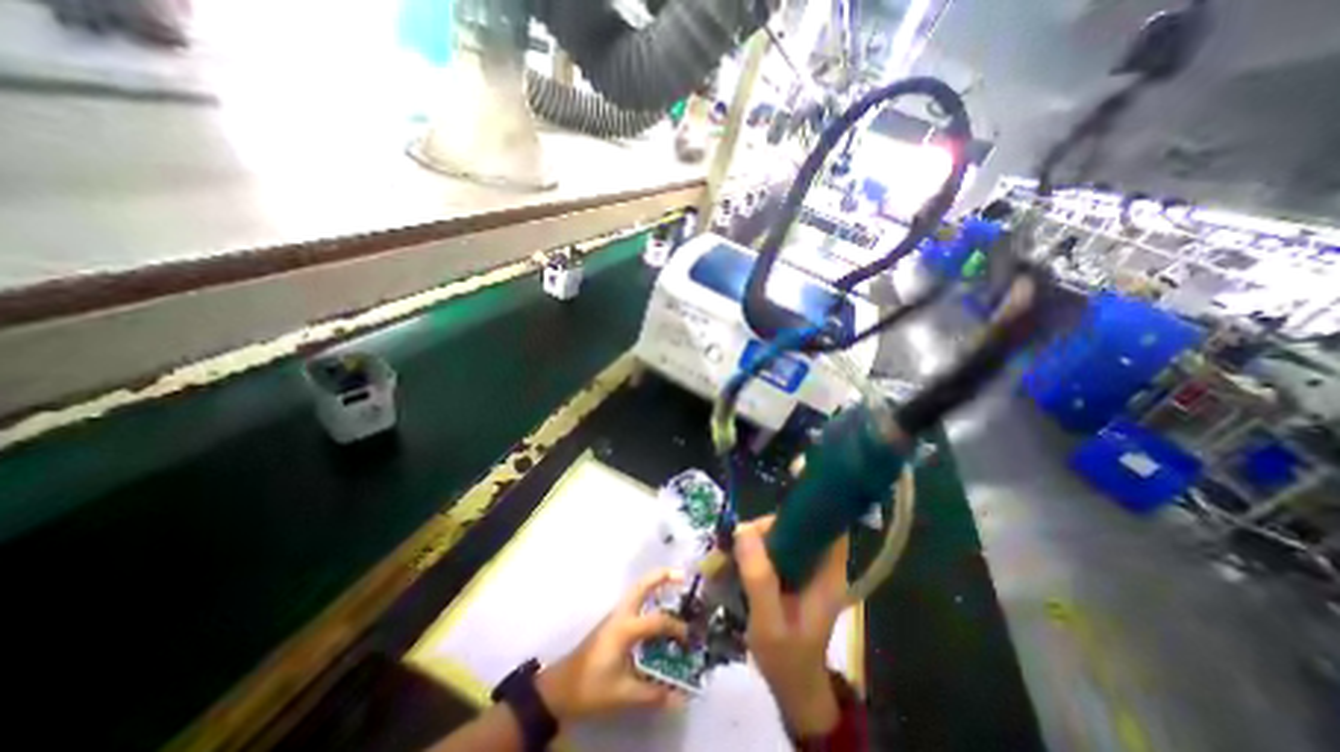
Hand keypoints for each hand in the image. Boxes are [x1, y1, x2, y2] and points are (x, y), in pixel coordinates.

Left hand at [539, 570, 690, 723]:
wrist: (560, 687)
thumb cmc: (591, 687)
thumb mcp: (622, 694)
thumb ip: (652, 693)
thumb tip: (680, 697)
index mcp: (624, 628)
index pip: (657, 621)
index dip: (676, 628)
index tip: (690, 639)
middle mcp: (621, 614)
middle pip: (642, 585)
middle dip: (663, 576)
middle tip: (683, 576)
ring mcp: (616, 615)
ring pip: (638, 589)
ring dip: (656, 582)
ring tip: (675, 583)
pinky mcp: (614, 621)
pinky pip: (636, 600)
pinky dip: (650, 595)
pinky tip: (659, 607)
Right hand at [738, 517, 841, 734]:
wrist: (792, 686)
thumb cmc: (786, 659)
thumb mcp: (769, 623)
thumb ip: (759, 578)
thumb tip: (742, 530)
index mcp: (827, 573)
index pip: (823, 525)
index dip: (796, 515)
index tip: (761, 527)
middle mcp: (819, 564)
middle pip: (794, 525)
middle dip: (763, 530)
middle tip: (734, 546)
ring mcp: (805, 567)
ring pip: (780, 535)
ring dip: (753, 540)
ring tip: (726, 556)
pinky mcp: (791, 572)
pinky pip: (771, 548)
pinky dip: (752, 550)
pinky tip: (733, 562)